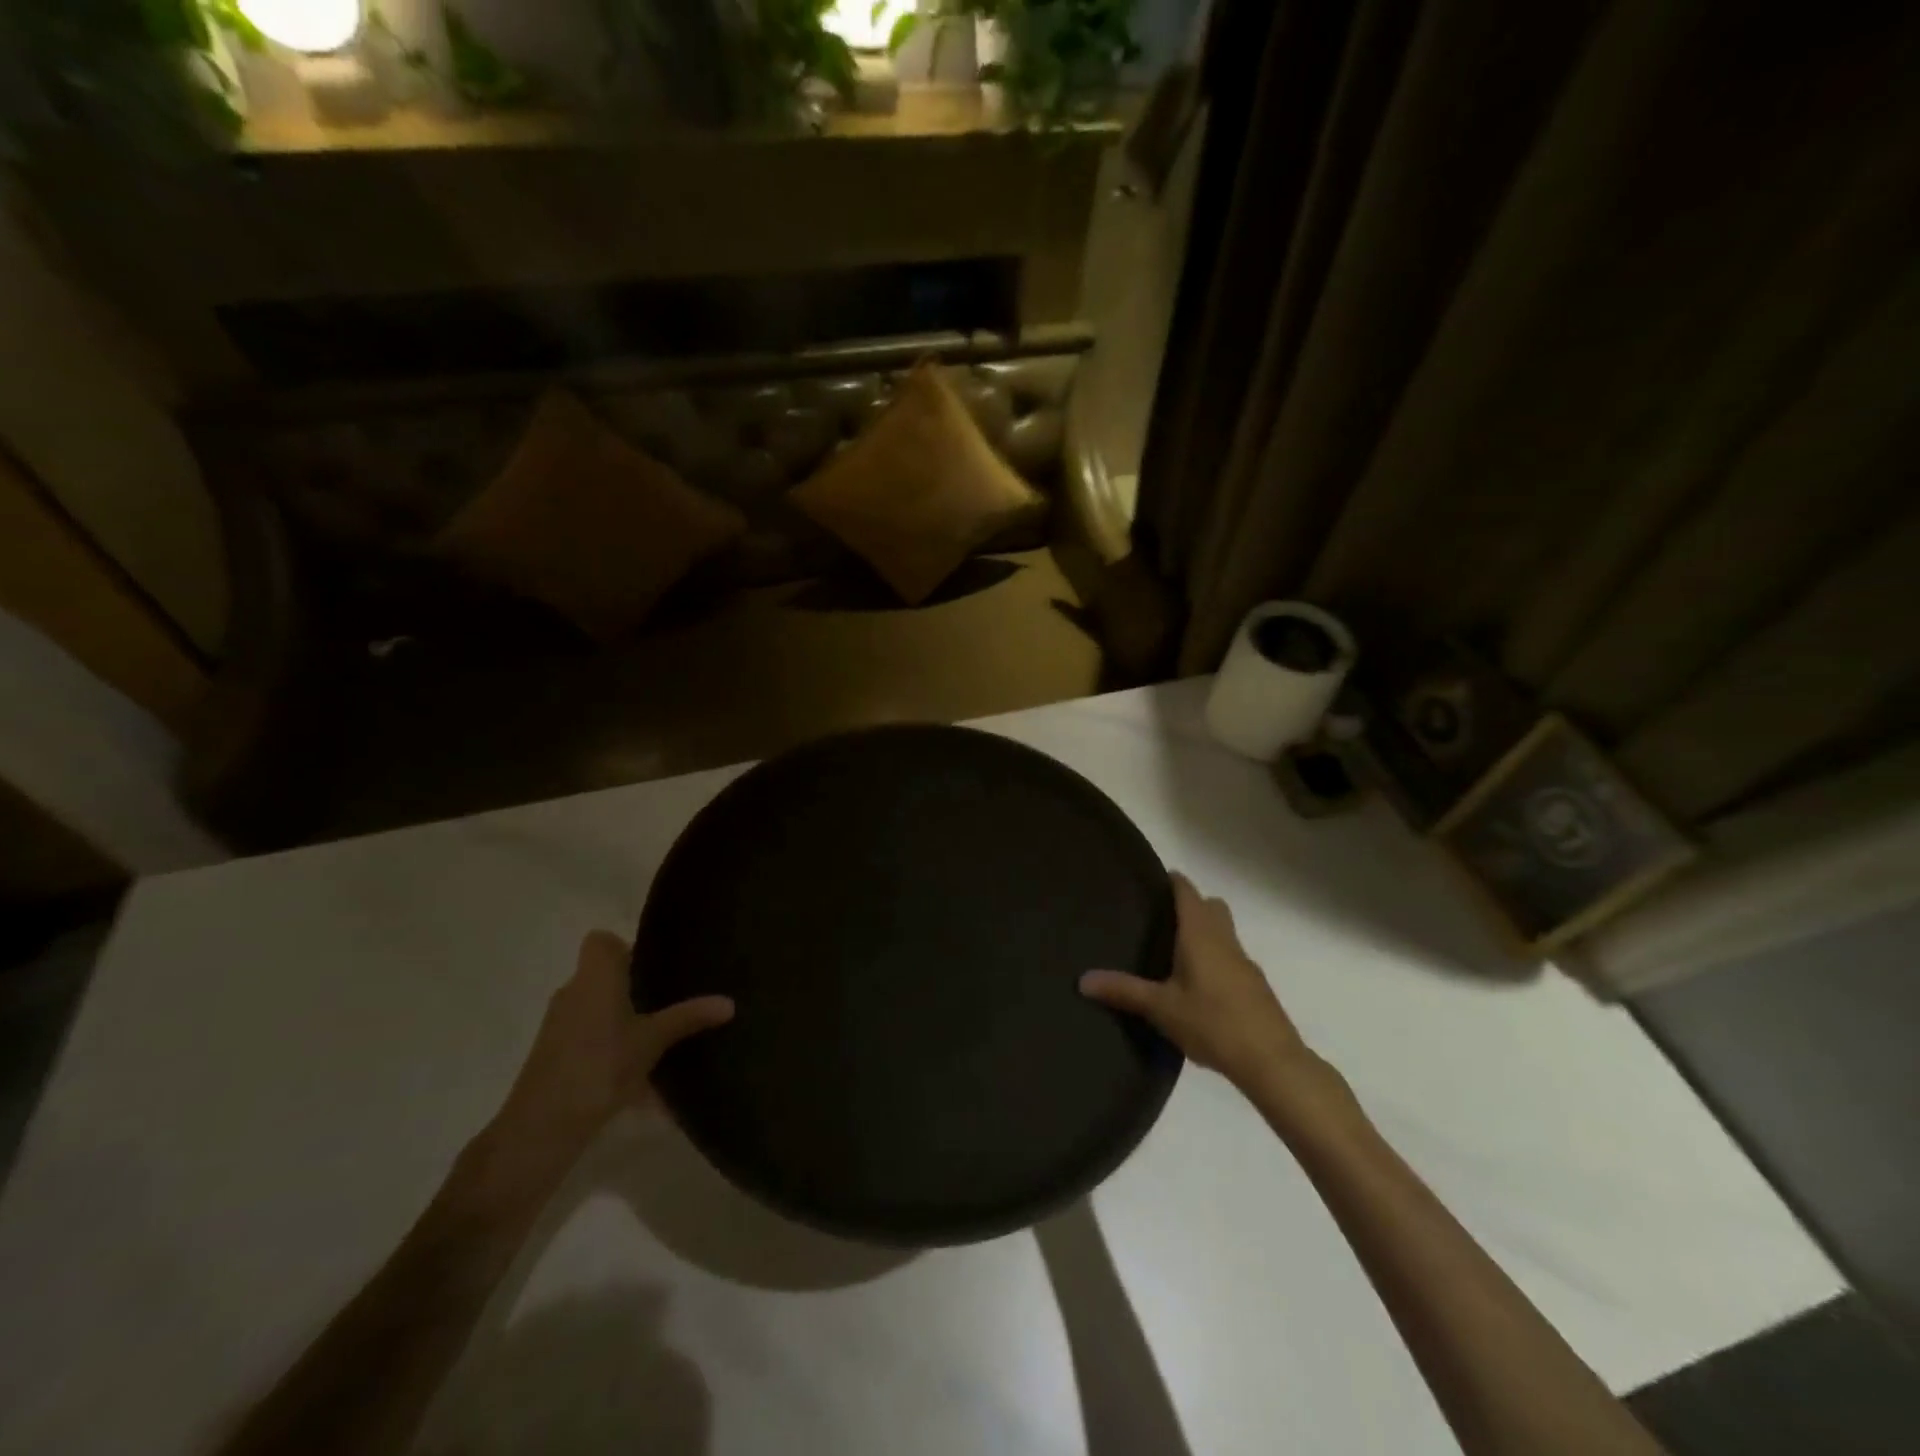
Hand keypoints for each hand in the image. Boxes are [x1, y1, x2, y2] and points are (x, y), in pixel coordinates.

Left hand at [497, 930, 732, 1150]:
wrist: (541, 1128)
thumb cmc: (599, 1066)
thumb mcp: (652, 1041)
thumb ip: (688, 1018)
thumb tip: (730, 1002)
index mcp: (595, 977)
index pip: (601, 941)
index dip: (625, 947)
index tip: (654, 964)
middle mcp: (573, 992)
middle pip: (603, 975)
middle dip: (633, 986)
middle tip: (669, 998)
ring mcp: (559, 1025)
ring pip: (596, 1009)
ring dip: (623, 1019)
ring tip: (658, 1037)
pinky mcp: (554, 1056)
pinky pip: (590, 1038)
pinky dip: (612, 1048)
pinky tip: (639, 1076)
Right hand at [1081, 873, 1310, 1093]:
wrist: (1272, 1061)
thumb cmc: (1213, 1023)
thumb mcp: (1161, 1008)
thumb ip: (1123, 990)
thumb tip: (1082, 979)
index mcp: (1200, 934)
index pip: (1187, 891)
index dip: (1171, 881)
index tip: (1150, 880)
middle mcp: (1224, 939)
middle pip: (1210, 906)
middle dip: (1189, 904)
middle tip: (1159, 916)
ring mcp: (1244, 962)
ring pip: (1223, 931)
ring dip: (1204, 931)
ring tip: (1173, 951)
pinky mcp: (1254, 985)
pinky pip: (1231, 956)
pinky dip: (1214, 957)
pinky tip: (1197, 984)